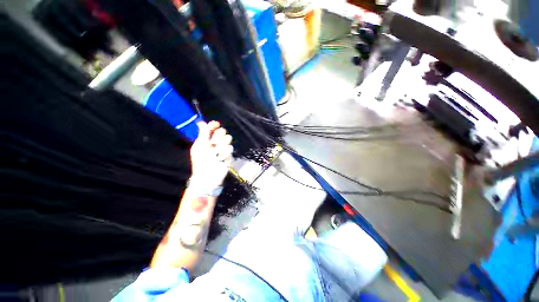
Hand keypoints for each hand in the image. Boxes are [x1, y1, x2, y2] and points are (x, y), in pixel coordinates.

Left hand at [189, 121, 232, 190]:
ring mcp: (222, 149)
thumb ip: (203, 133)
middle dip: (219, 135)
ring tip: (217, 152)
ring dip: (222, 145)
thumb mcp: (200, 146)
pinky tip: (221, 158)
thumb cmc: (201, 161)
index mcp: (206, 140)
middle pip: (222, 131)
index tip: (216, 124)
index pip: (212, 128)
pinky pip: (230, 149)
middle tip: (215, 142)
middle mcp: (215, 143)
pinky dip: (225, 153)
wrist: (208, 176)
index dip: (214, 125)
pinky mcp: (228, 155)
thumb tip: (200, 122)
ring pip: (228, 139)